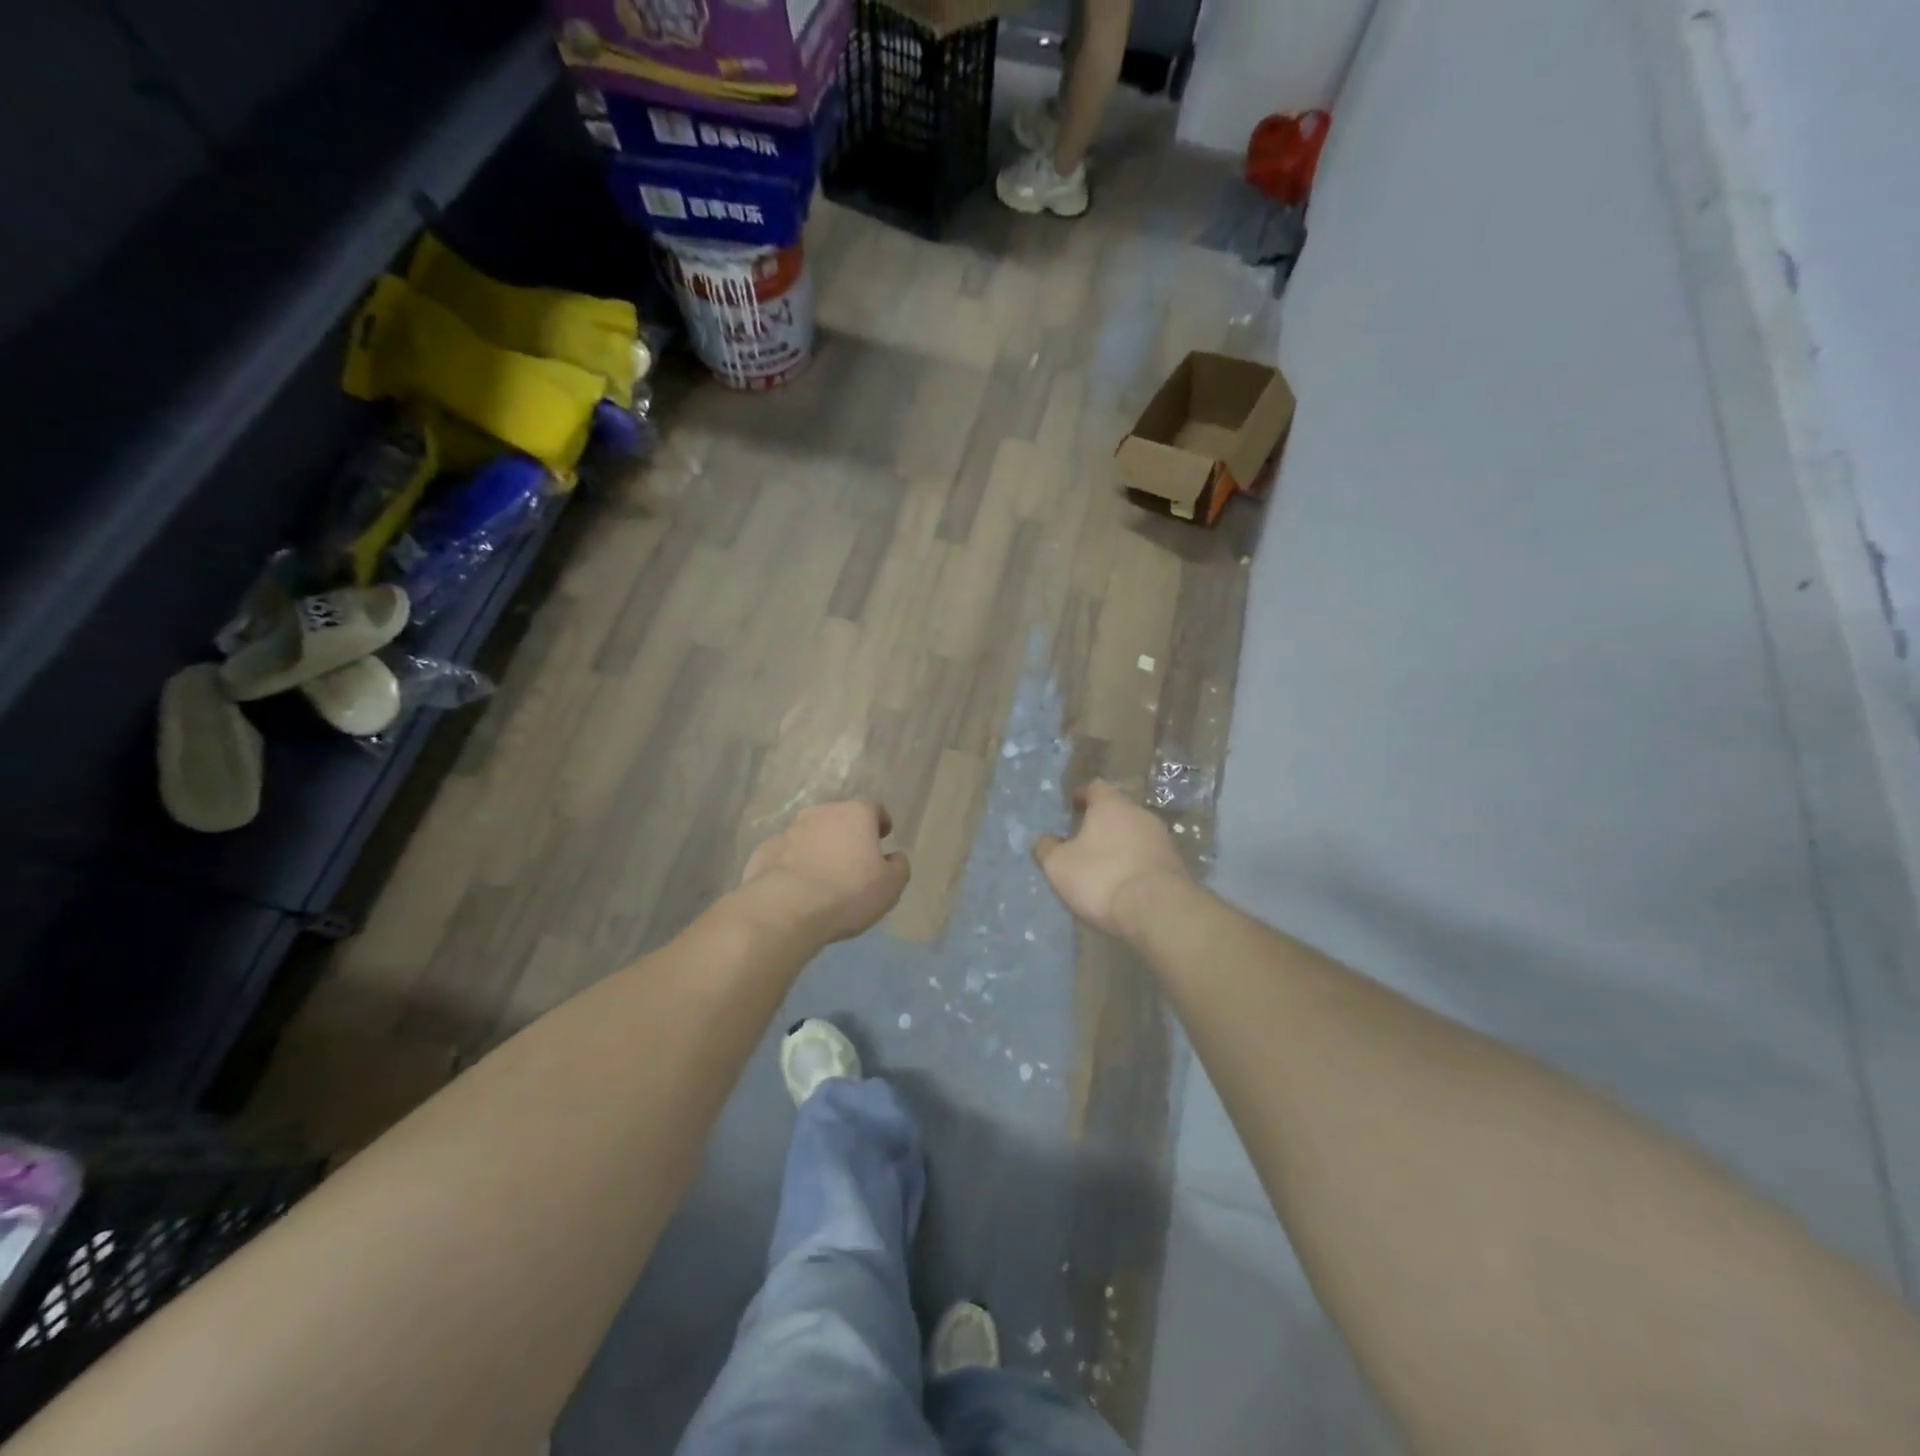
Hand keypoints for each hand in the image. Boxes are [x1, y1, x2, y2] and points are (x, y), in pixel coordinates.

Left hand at [740, 800, 909, 944]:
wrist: (786, 908)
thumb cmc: (848, 892)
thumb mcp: (891, 886)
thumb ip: (899, 866)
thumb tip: (894, 857)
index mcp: (855, 814)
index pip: (873, 807)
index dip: (880, 821)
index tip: (883, 837)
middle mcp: (821, 813)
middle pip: (839, 818)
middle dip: (847, 835)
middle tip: (854, 860)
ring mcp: (789, 830)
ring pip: (810, 834)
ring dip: (819, 848)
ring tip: (823, 876)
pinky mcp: (765, 851)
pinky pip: (786, 854)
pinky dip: (794, 864)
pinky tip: (797, 887)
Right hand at [1034, 781, 1190, 938]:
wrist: (1158, 910)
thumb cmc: (1101, 877)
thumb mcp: (1059, 865)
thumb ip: (1047, 848)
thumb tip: (1044, 840)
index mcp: (1111, 804)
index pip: (1095, 787)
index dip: (1081, 795)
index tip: (1070, 808)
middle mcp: (1140, 814)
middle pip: (1117, 810)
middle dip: (1101, 823)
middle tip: (1082, 840)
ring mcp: (1162, 839)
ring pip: (1135, 834)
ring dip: (1119, 845)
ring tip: (1102, 865)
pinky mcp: (1176, 865)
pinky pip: (1148, 857)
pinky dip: (1135, 864)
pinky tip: (1123, 883)